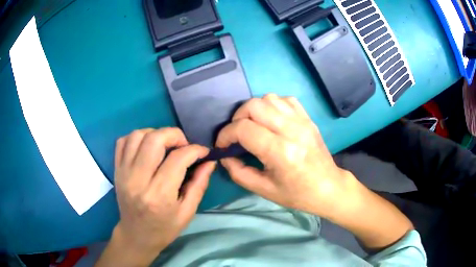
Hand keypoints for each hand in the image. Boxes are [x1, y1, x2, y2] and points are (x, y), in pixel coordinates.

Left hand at [96, 128, 215, 266]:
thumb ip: (199, 184)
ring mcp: (124, 173)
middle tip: (183, 145)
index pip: (178, 159)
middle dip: (174, 135)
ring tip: (165, 145)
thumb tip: (209, 161)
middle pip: (154, 139)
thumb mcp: (187, 211)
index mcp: (159, 195)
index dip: (195, 150)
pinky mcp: (116, 170)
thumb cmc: (164, 228)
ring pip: (137, 136)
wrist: (136, 235)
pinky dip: (137, 137)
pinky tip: (146, 147)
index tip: (203, 152)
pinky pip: (123, 141)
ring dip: (155, 133)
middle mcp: (138, 180)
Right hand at [216, 94, 352, 217]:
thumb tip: (225, 155)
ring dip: (254, 110)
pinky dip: (272, 106)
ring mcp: (302, 121)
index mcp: (280, 152)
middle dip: (237, 118)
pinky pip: (285, 100)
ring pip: (268, 98)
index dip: (226, 135)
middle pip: (253, 106)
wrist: (328, 187)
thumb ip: (238, 172)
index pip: (243, 129)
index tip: (223, 145)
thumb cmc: (297, 194)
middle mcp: (291, 130)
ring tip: (253, 126)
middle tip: (236, 134)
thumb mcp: (263, 189)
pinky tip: (272, 120)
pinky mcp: (308, 118)